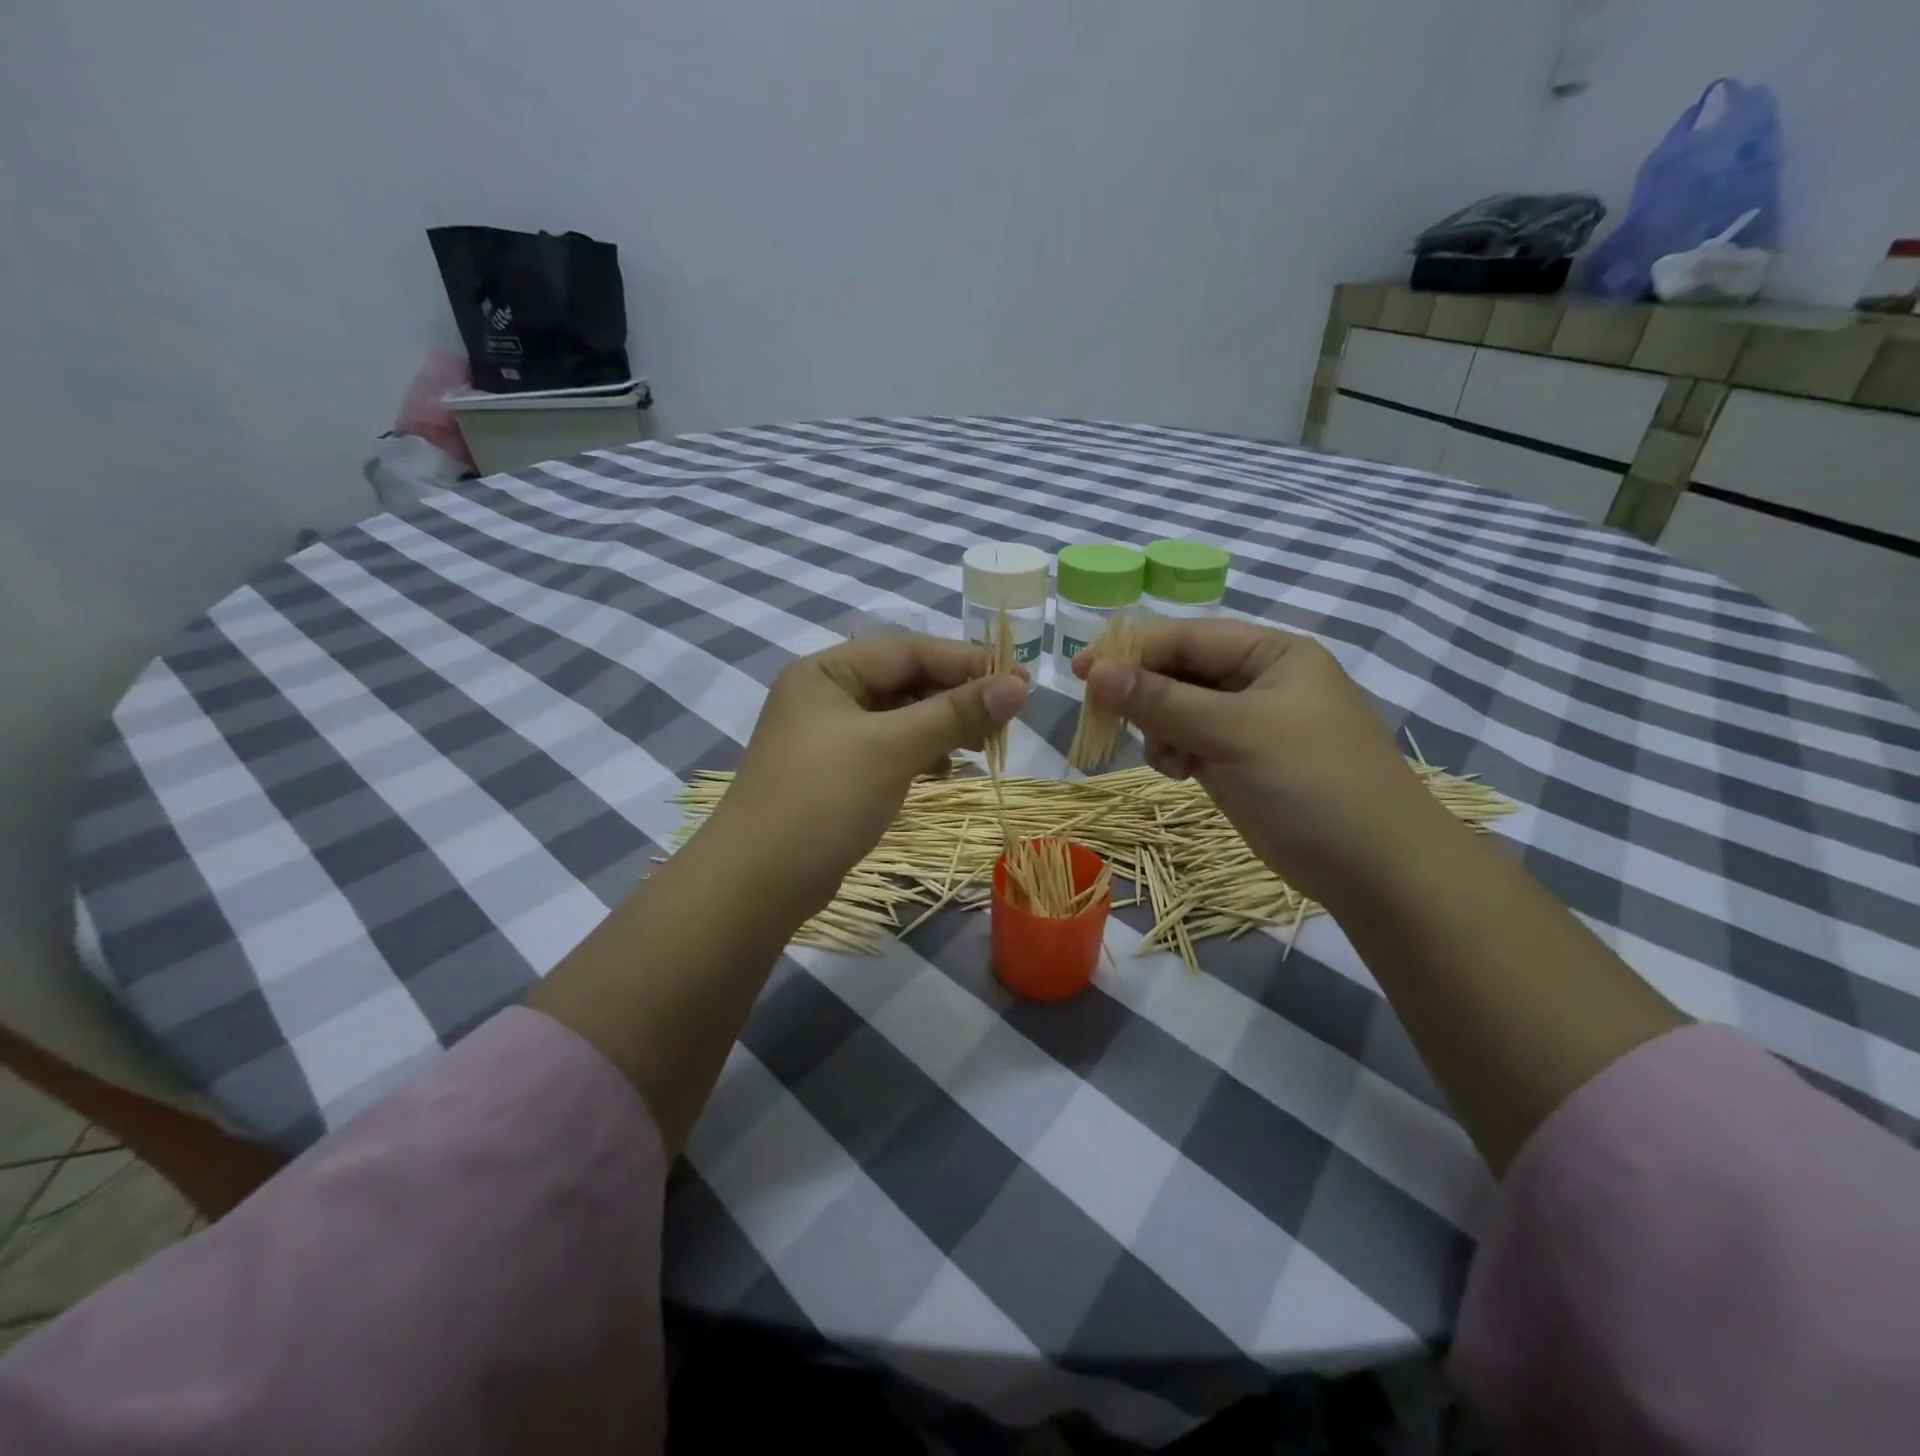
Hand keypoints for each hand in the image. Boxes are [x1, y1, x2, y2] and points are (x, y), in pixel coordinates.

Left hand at [715, 634, 1027, 916]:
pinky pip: (889, 746)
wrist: (757, 883)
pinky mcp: (837, 771)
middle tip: (1004, 718)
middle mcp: (825, 694)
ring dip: (942, 725)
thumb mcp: (892, 749)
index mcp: (827, 671)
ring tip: (979, 746)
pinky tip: (944, 769)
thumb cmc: (823, 800)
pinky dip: (921, 752)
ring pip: (900, 715)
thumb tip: (1018, 686)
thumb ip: (955, 713)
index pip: (908, 650)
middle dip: (955, 695)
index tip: (1018, 681)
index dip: (966, 662)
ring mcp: (829, 735)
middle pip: (905, 680)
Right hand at [1075, 620, 1449, 901]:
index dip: (1132, 652)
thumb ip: (1162, 700)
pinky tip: (1180, 774)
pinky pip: (1189, 742)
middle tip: (1108, 720)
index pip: (1186, 638)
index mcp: (1270, 654)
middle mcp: (1258, 681)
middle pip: (1178, 672)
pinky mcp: (1239, 761)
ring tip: (1170, 761)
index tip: (1080, 672)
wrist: (1374, 868)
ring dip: (1160, 730)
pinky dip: (1174, 754)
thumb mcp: (1233, 732)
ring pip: (1177, 710)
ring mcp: (1248, 724)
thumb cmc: (1311, 783)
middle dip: (1145, 696)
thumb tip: (1096, 671)